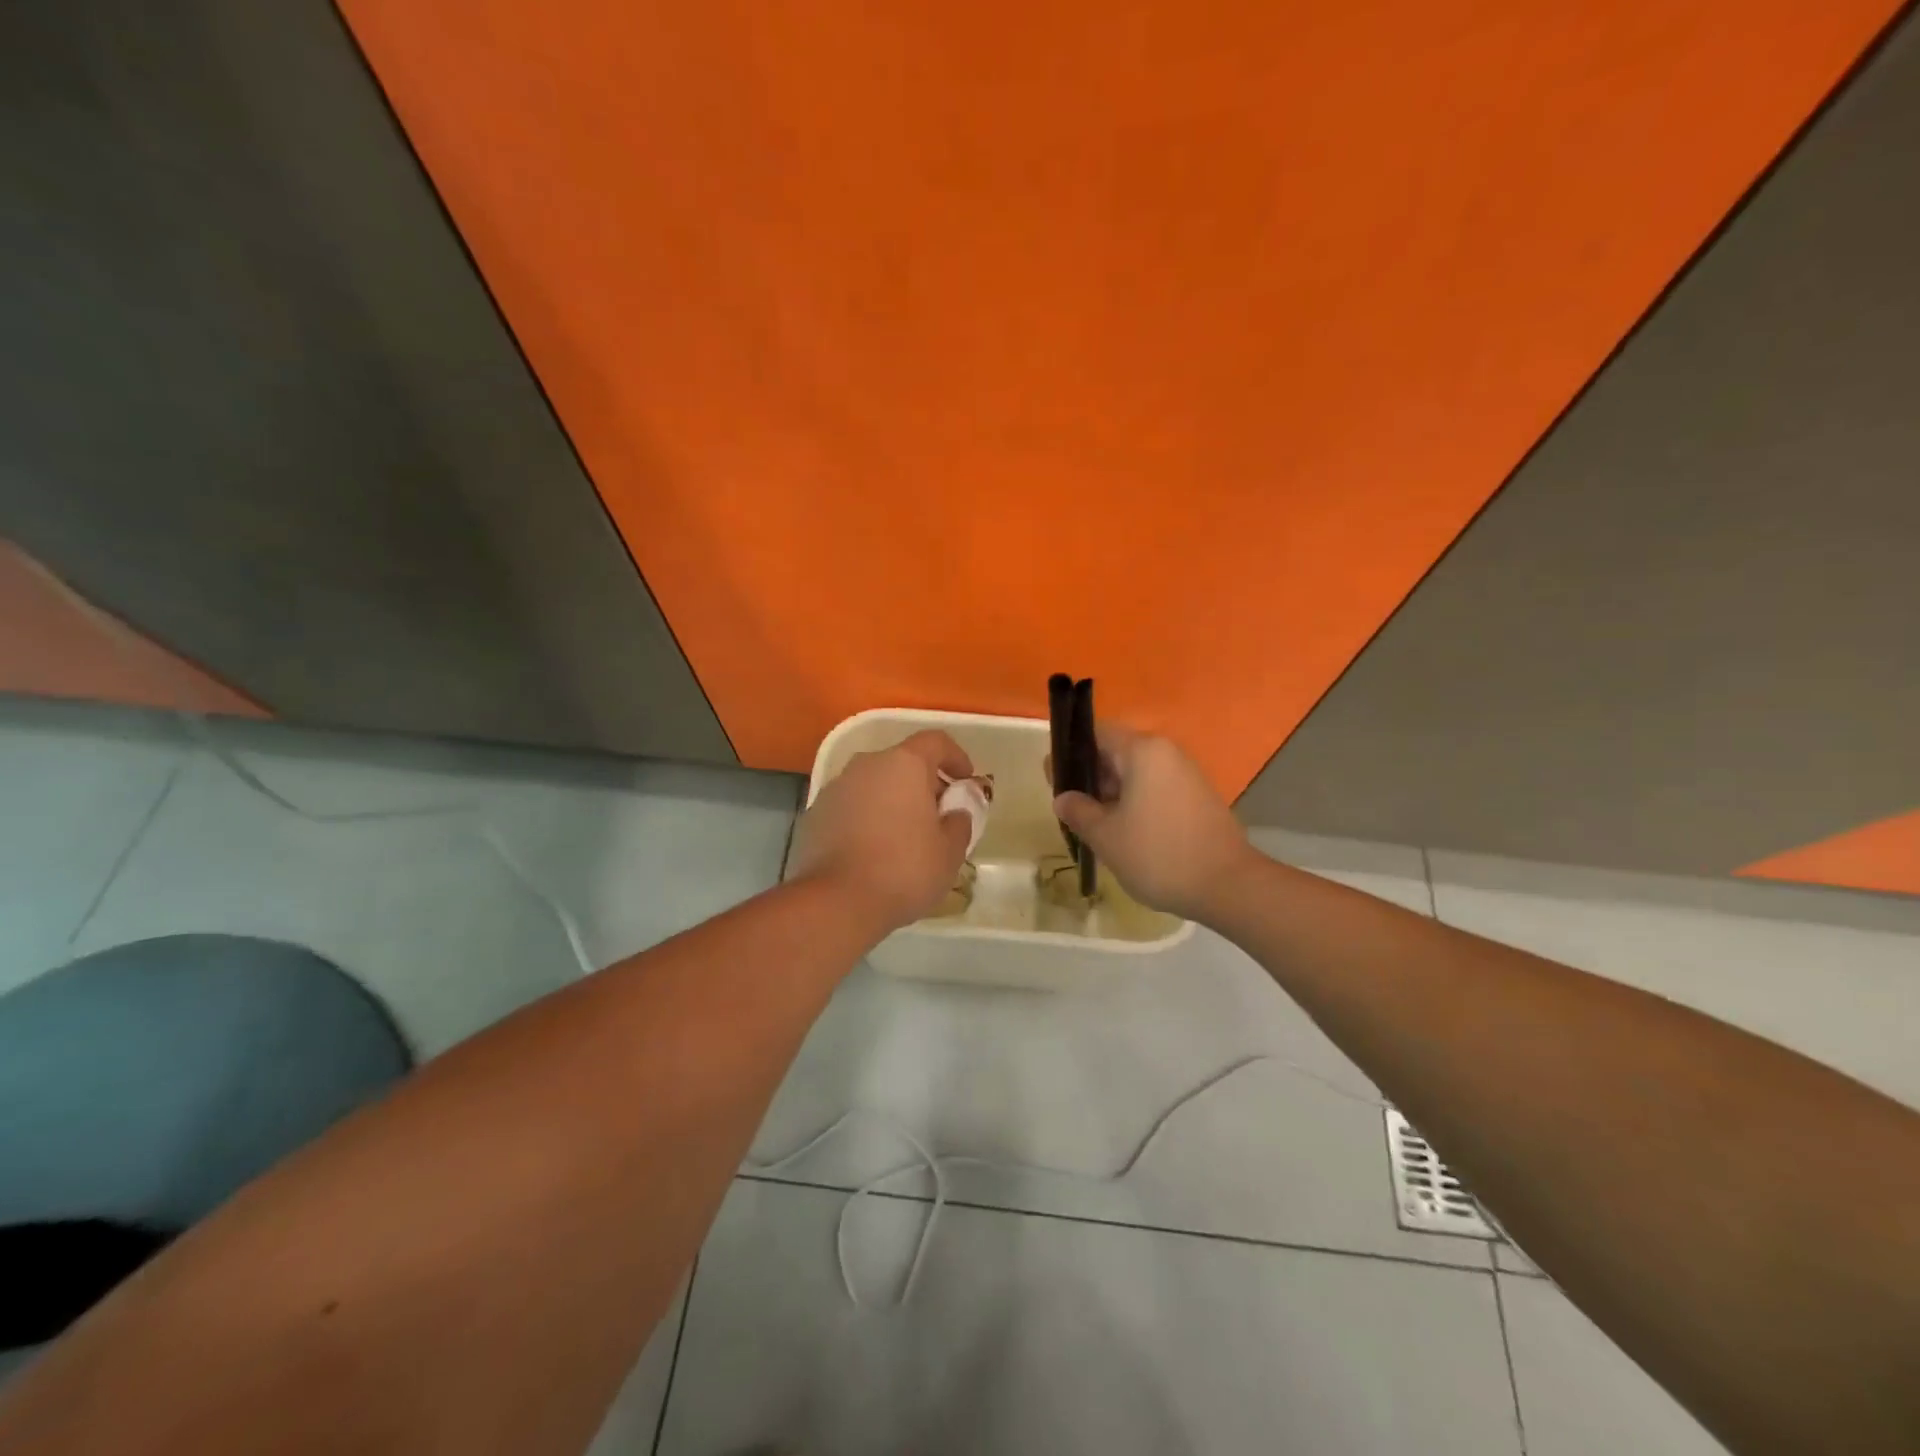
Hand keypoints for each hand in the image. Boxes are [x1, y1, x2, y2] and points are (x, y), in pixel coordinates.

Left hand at [788, 730, 974, 933]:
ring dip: (892, 800)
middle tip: (938, 813)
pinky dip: (867, 817)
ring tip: (906, 835)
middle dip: (923, 782)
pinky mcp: (815, 814)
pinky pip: (851, 806)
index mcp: (904, 764)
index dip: (955, 757)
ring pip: (874, 783)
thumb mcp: (950, 852)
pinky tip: (875, 849)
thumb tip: (954, 813)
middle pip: (902, 762)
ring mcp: (836, 788)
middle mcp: (867, 765)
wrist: (837, 902)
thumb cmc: (904, 870)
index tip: (965, 780)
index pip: (935, 741)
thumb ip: (959, 823)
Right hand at [1051, 725, 1252, 921]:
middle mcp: (1166, 753)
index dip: (1070, 753)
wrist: (1227, 886)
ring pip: (1137, 773)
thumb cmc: (1158, 855)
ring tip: (1095, 825)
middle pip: (1117, 752)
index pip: (1096, 733)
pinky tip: (1126, 833)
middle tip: (1071, 808)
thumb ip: (1078, 811)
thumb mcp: (1105, 836)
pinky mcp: (1198, 796)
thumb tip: (1063, 798)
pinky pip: (1156, 788)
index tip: (1054, 781)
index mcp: (1142, 751)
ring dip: (1113, 793)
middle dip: (1090, 777)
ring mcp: (1186, 774)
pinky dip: (1136, 802)